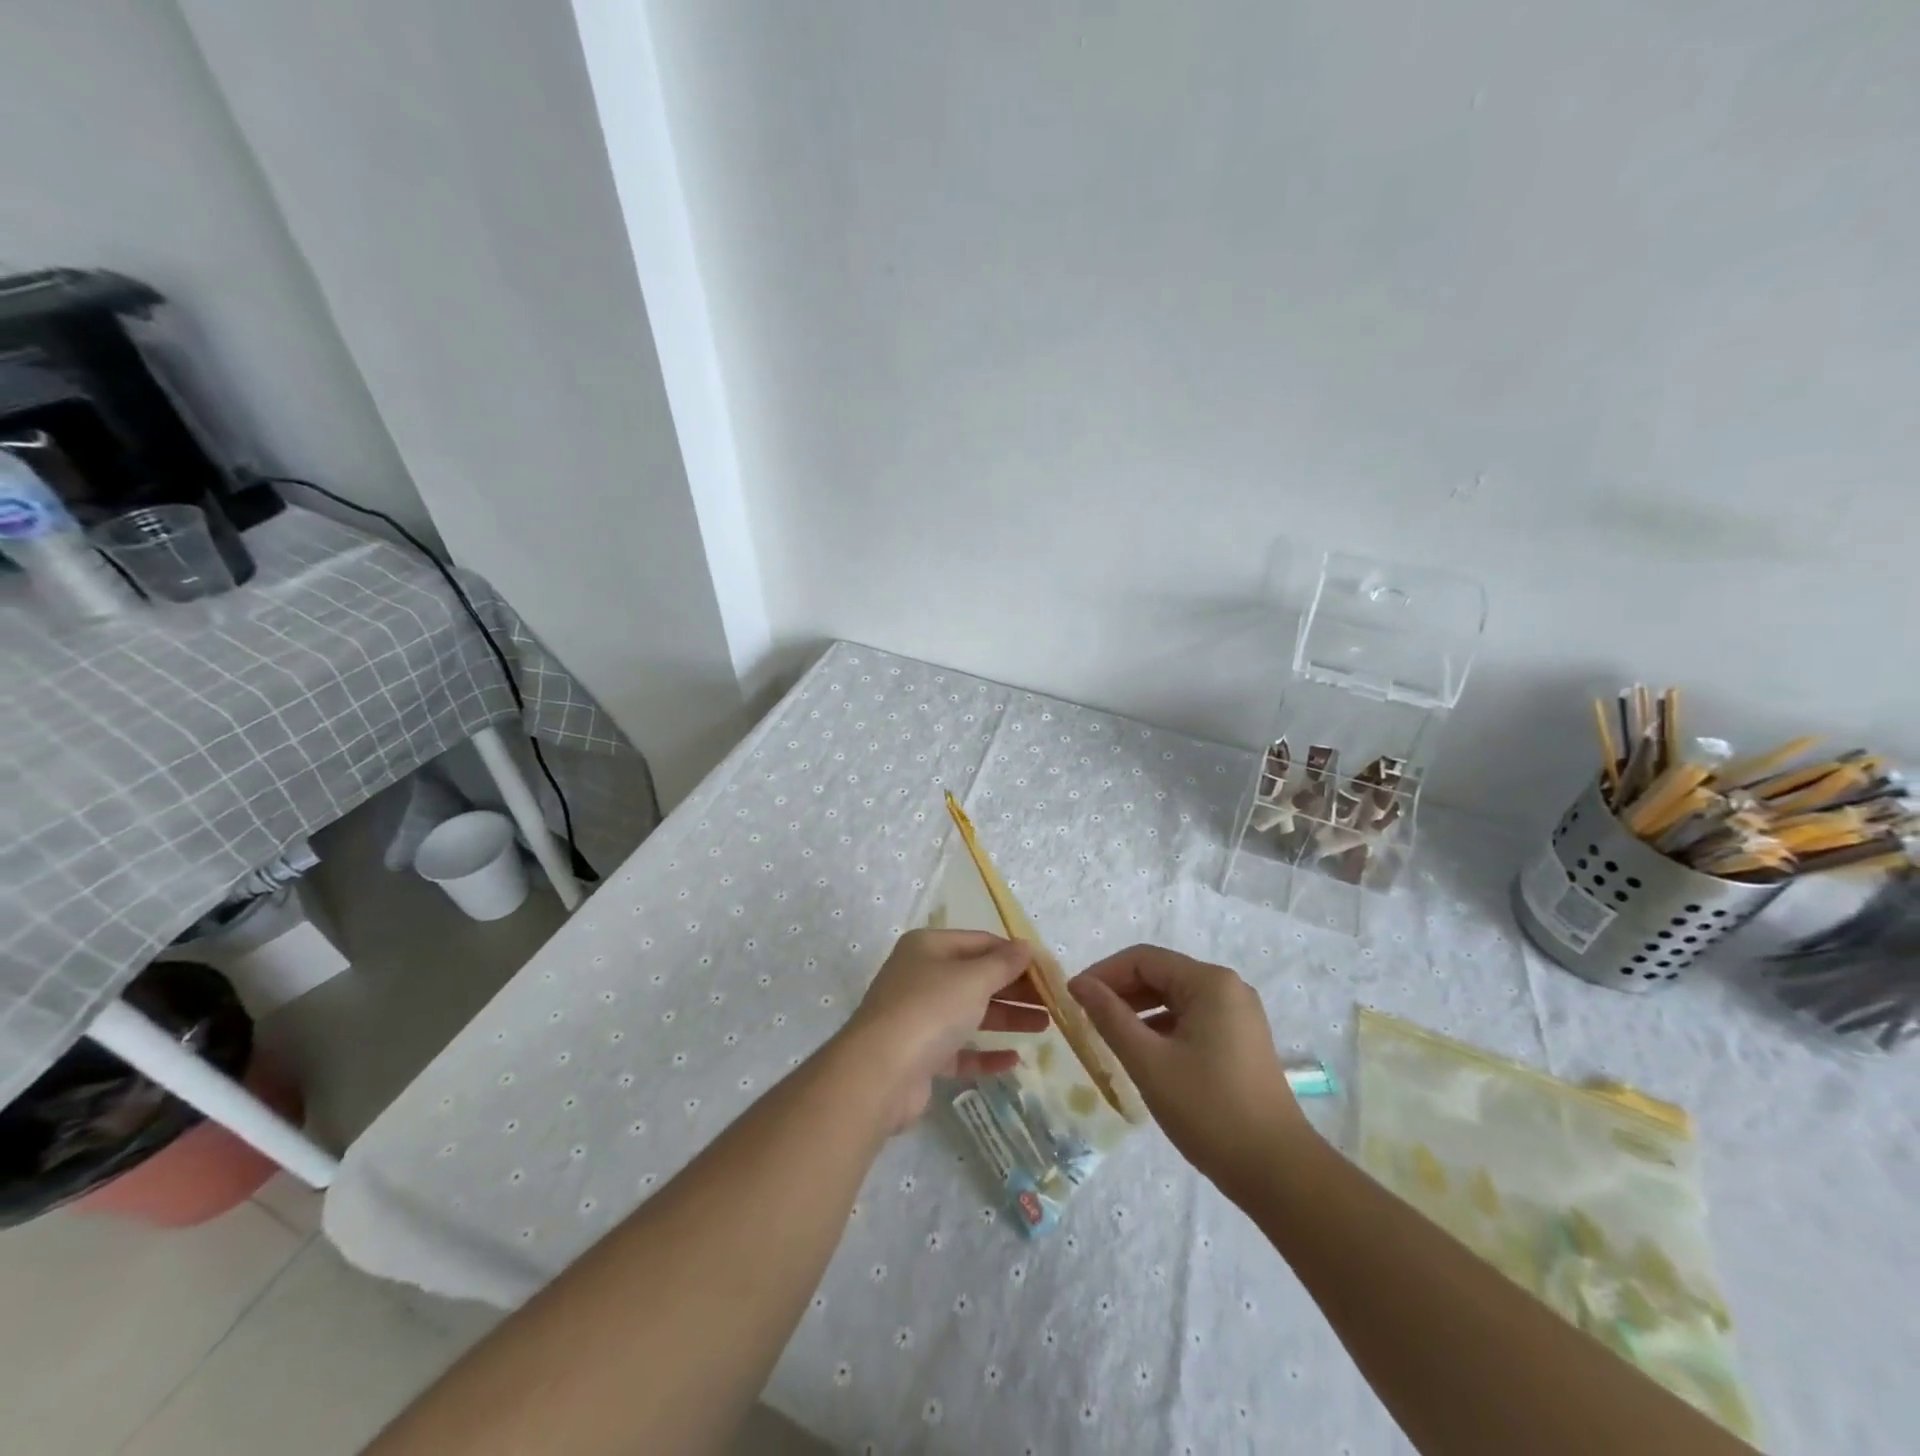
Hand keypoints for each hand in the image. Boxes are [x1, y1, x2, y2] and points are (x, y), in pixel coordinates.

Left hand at [843, 930, 1049, 1129]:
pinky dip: (985, 1052)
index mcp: (928, 947)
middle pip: (976, 977)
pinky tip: (1014, 1059)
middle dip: (1015, 987)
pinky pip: (959, 1049)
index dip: (1015, 954)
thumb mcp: (973, 979)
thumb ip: (1003, 964)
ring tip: (1046, 1025)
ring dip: (1007, 1017)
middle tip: (1053, 1001)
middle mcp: (921, 976)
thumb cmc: (930, 1010)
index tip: (1048, 971)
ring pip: (970, 1012)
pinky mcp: (920, 1056)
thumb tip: (1026, 947)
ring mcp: (918, 1017)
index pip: (980, 942)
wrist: (879, 1072)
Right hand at [1068, 944, 1309, 1192]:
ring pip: (1175, 998)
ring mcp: (1239, 1015)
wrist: (1277, 1172)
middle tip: (1085, 1016)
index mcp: (1210, 983)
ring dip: (1139, 1010)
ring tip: (1107, 1034)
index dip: (1104, 973)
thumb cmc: (1209, 1110)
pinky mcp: (1241, 1040)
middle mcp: (1228, 988)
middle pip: (1161, 974)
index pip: (1143, 959)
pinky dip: (1162, 1027)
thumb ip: (1110, 1016)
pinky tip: (1142, 1052)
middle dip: (1120, 991)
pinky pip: (1191, 1018)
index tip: (1073, 996)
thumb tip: (1079, 984)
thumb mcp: (1149, 1061)